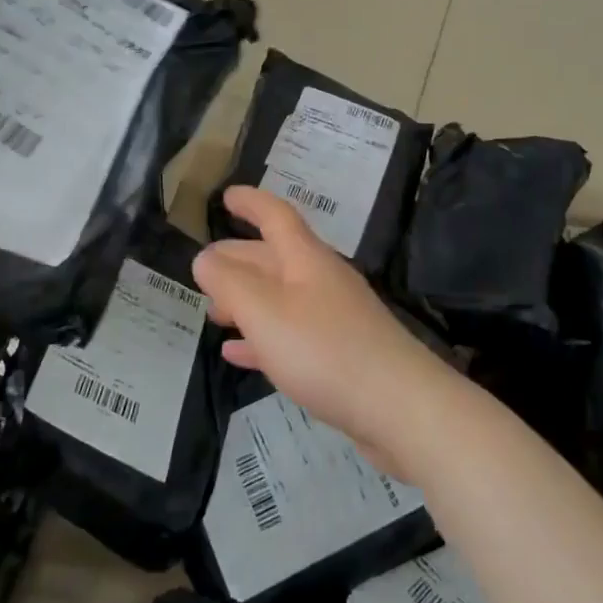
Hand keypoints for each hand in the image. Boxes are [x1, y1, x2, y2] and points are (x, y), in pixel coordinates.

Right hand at [195, 186, 454, 475]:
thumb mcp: (264, 312)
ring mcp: (334, 318)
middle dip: (238, 258)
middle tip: (204, 267)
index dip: (250, 202)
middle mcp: (321, 280)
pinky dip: (263, 337)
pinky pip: (292, 334)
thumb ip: (229, 282)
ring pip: (280, 297)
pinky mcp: (340, 354)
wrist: (399, 407)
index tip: (225, 196)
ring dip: (246, 300)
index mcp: (305, 259)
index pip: (275, 215)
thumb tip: (204, 257)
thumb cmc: (324, 350)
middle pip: (274, 257)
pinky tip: (238, 353)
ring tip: (213, 312)